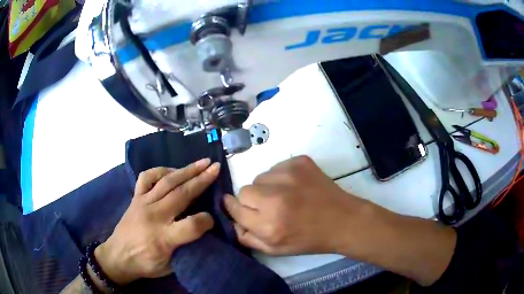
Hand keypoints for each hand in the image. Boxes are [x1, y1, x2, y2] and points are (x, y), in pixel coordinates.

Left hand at [95, 159, 219, 284]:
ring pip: (167, 182)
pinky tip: (171, 171)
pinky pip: (146, 178)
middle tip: (216, 167)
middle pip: (181, 194)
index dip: (206, 220)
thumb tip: (202, 231)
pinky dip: (160, 171)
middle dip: (201, 180)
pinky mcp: (135, 198)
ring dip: (186, 170)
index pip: (191, 225)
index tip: (213, 219)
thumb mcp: (169, 266)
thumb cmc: (145, 264)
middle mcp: (153, 217)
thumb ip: (187, 249)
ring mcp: (142, 203)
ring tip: (202, 162)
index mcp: (163, 239)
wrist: (117, 256)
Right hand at [223, 155, 371, 254]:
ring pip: (261, 177)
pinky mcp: (300, 162)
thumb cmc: (309, 239)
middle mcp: (275, 198)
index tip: (235, 206)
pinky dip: (281, 177)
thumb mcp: (275, 249)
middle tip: (269, 207)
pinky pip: (277, 167)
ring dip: (267, 187)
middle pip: (244, 190)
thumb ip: (248, 237)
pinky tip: (296, 187)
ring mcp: (289, 175)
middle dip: (252, 200)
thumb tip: (232, 220)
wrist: (343, 220)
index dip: (233, 207)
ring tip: (286, 197)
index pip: (234, 207)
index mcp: (269, 224)